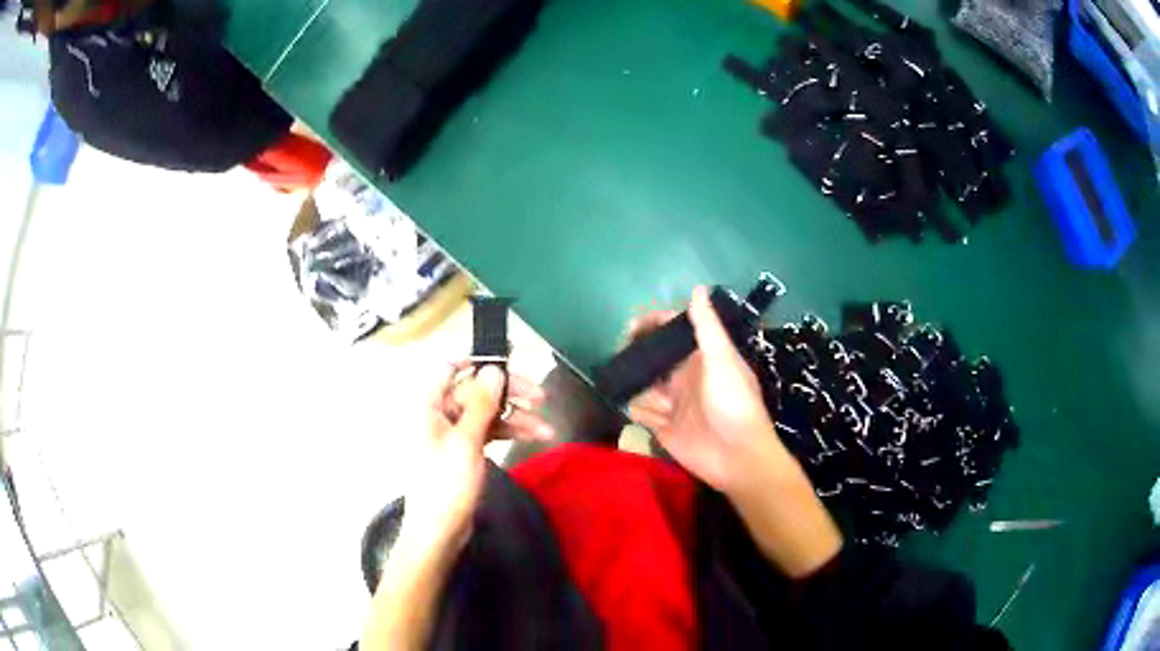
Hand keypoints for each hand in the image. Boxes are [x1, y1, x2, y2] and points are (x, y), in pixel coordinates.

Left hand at [399, 363, 552, 555]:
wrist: (439, 532)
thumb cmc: (446, 484)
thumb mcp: (466, 442)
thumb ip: (480, 404)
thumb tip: (493, 369)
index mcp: (428, 404)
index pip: (450, 367)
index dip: (478, 360)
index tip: (509, 358)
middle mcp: (438, 413)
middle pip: (475, 390)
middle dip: (508, 393)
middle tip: (540, 397)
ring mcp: (452, 433)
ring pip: (487, 412)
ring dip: (516, 416)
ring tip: (547, 426)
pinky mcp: (464, 450)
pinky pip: (488, 431)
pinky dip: (509, 432)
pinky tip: (535, 436)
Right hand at [628, 286, 841, 576]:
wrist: (738, 458)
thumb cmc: (734, 404)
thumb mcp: (723, 360)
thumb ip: (707, 327)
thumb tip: (697, 288)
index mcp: (700, 358)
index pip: (671, 333)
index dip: (652, 325)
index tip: (632, 327)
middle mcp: (684, 377)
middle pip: (652, 358)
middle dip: (637, 356)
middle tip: (624, 359)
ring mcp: (672, 403)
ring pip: (643, 385)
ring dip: (641, 388)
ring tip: (655, 401)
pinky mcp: (662, 428)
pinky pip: (641, 412)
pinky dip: (639, 411)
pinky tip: (652, 416)